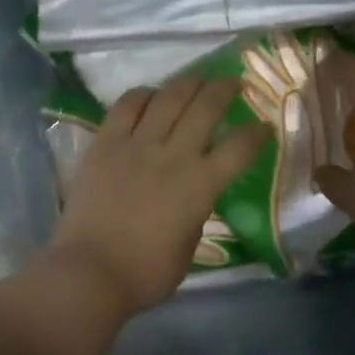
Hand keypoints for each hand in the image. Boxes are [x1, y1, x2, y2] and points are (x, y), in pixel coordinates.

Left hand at [44, 76, 268, 316]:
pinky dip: (143, 95)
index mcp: (201, 185)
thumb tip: (194, 195)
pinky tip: (150, 96)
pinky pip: (127, 106)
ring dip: (188, 83)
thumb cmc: (146, 273)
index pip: (240, 148)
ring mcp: (136, 145)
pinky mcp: (104, 144)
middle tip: (233, 83)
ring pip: (168, 97)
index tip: (264, 126)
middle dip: (224, 90)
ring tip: (196, 81)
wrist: (90, 272)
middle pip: (205, 107)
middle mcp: (173, 155)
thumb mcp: (189, 245)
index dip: (257, 134)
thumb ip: (197, 212)